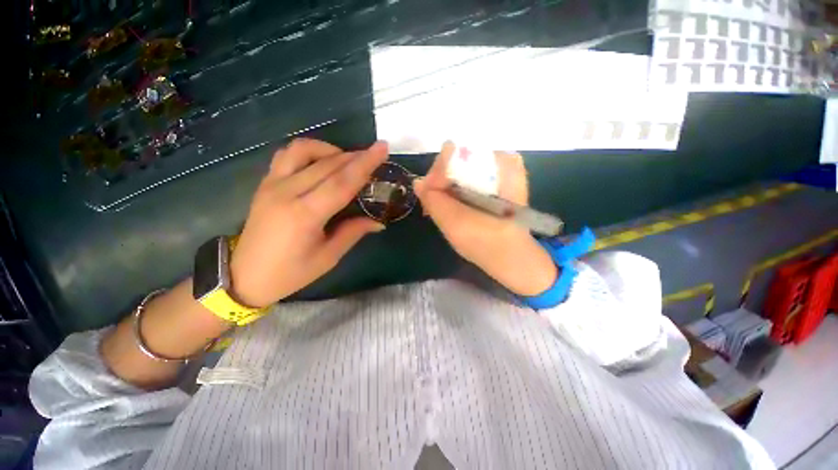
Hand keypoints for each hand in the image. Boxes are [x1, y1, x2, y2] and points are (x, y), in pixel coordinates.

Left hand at [230, 139, 387, 307]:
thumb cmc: (290, 273)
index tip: (382, 148)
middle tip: (375, 155)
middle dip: (356, 156)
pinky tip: (321, 162)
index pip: (341, 182)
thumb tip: (378, 222)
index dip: (365, 164)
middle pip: (328, 165)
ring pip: (304, 151)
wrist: (244, 277)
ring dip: (331, 150)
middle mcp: (286, 193)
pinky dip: (308, 151)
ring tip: (347, 161)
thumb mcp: (328, 257)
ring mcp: (272, 184)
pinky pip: (287, 155)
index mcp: (304, 215)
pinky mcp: (265, 183)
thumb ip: (353, 232)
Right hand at [413, 142, 556, 296]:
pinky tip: (451, 207)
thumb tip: (418, 182)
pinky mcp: (500, 185)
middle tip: (432, 206)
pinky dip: (457, 192)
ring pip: (462, 172)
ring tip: (439, 209)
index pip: (453, 154)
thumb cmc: (485, 242)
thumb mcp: (453, 221)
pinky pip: (470, 180)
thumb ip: (433, 198)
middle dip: (440, 183)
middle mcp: (502, 160)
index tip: (430, 196)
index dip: (437, 175)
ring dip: (447, 189)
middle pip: (457, 161)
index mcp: (497, 163)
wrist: (512, 259)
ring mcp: (503, 172)